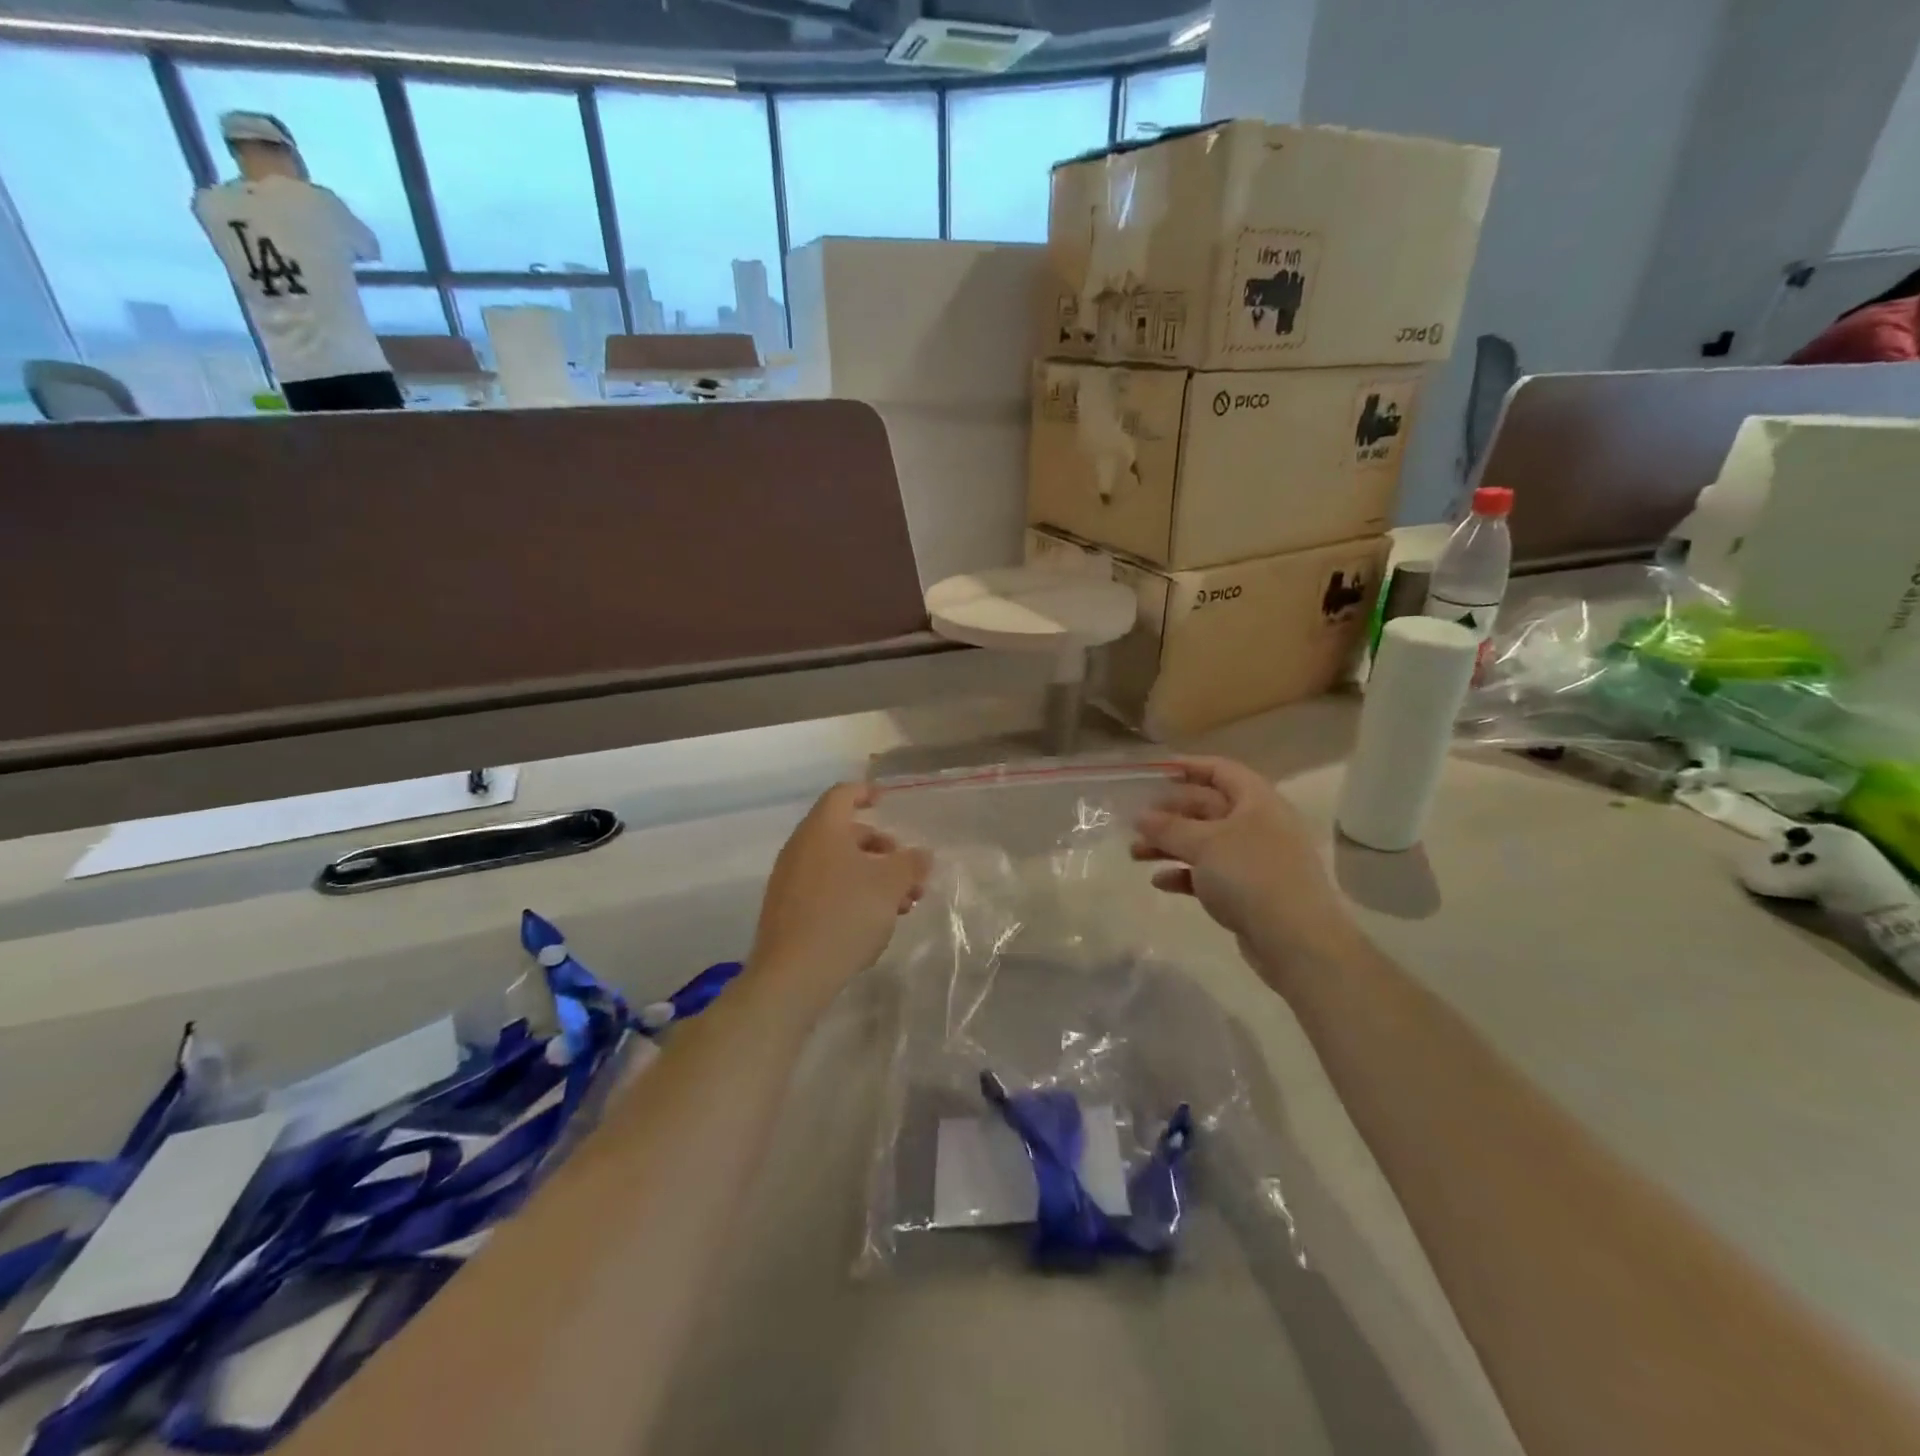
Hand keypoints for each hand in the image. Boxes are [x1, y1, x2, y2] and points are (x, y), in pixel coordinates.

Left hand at [747, 783, 930, 1011]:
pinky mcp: (786, 910)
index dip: (865, 792)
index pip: (842, 795)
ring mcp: (789, 880)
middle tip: (909, 874)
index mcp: (821, 830)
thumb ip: (910, 864)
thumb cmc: (844, 915)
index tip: (886, 800)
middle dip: (882, 849)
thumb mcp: (890, 886)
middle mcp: (800, 848)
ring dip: (871, 877)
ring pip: (838, 865)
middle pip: (845, 834)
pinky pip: (824, 888)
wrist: (792, 975)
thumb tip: (921, 855)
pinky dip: (851, 894)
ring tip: (900, 905)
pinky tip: (872, 923)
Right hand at [1131, 757, 1355, 982]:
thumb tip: (1140, 816)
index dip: (1188, 766)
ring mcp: (1254, 860)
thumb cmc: (1251, 875)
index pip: (1220, 770)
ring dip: (1170, 845)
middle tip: (1136, 821)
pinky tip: (1160, 882)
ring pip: (1205, 843)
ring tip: (1135, 853)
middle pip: (1207, 807)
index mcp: (1257, 801)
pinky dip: (1185, 874)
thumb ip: (1169, 827)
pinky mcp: (1248, 892)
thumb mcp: (1204, 843)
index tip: (1153, 772)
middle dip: (1169, 814)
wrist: (1295, 940)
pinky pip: (1210, 875)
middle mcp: (1258, 825)